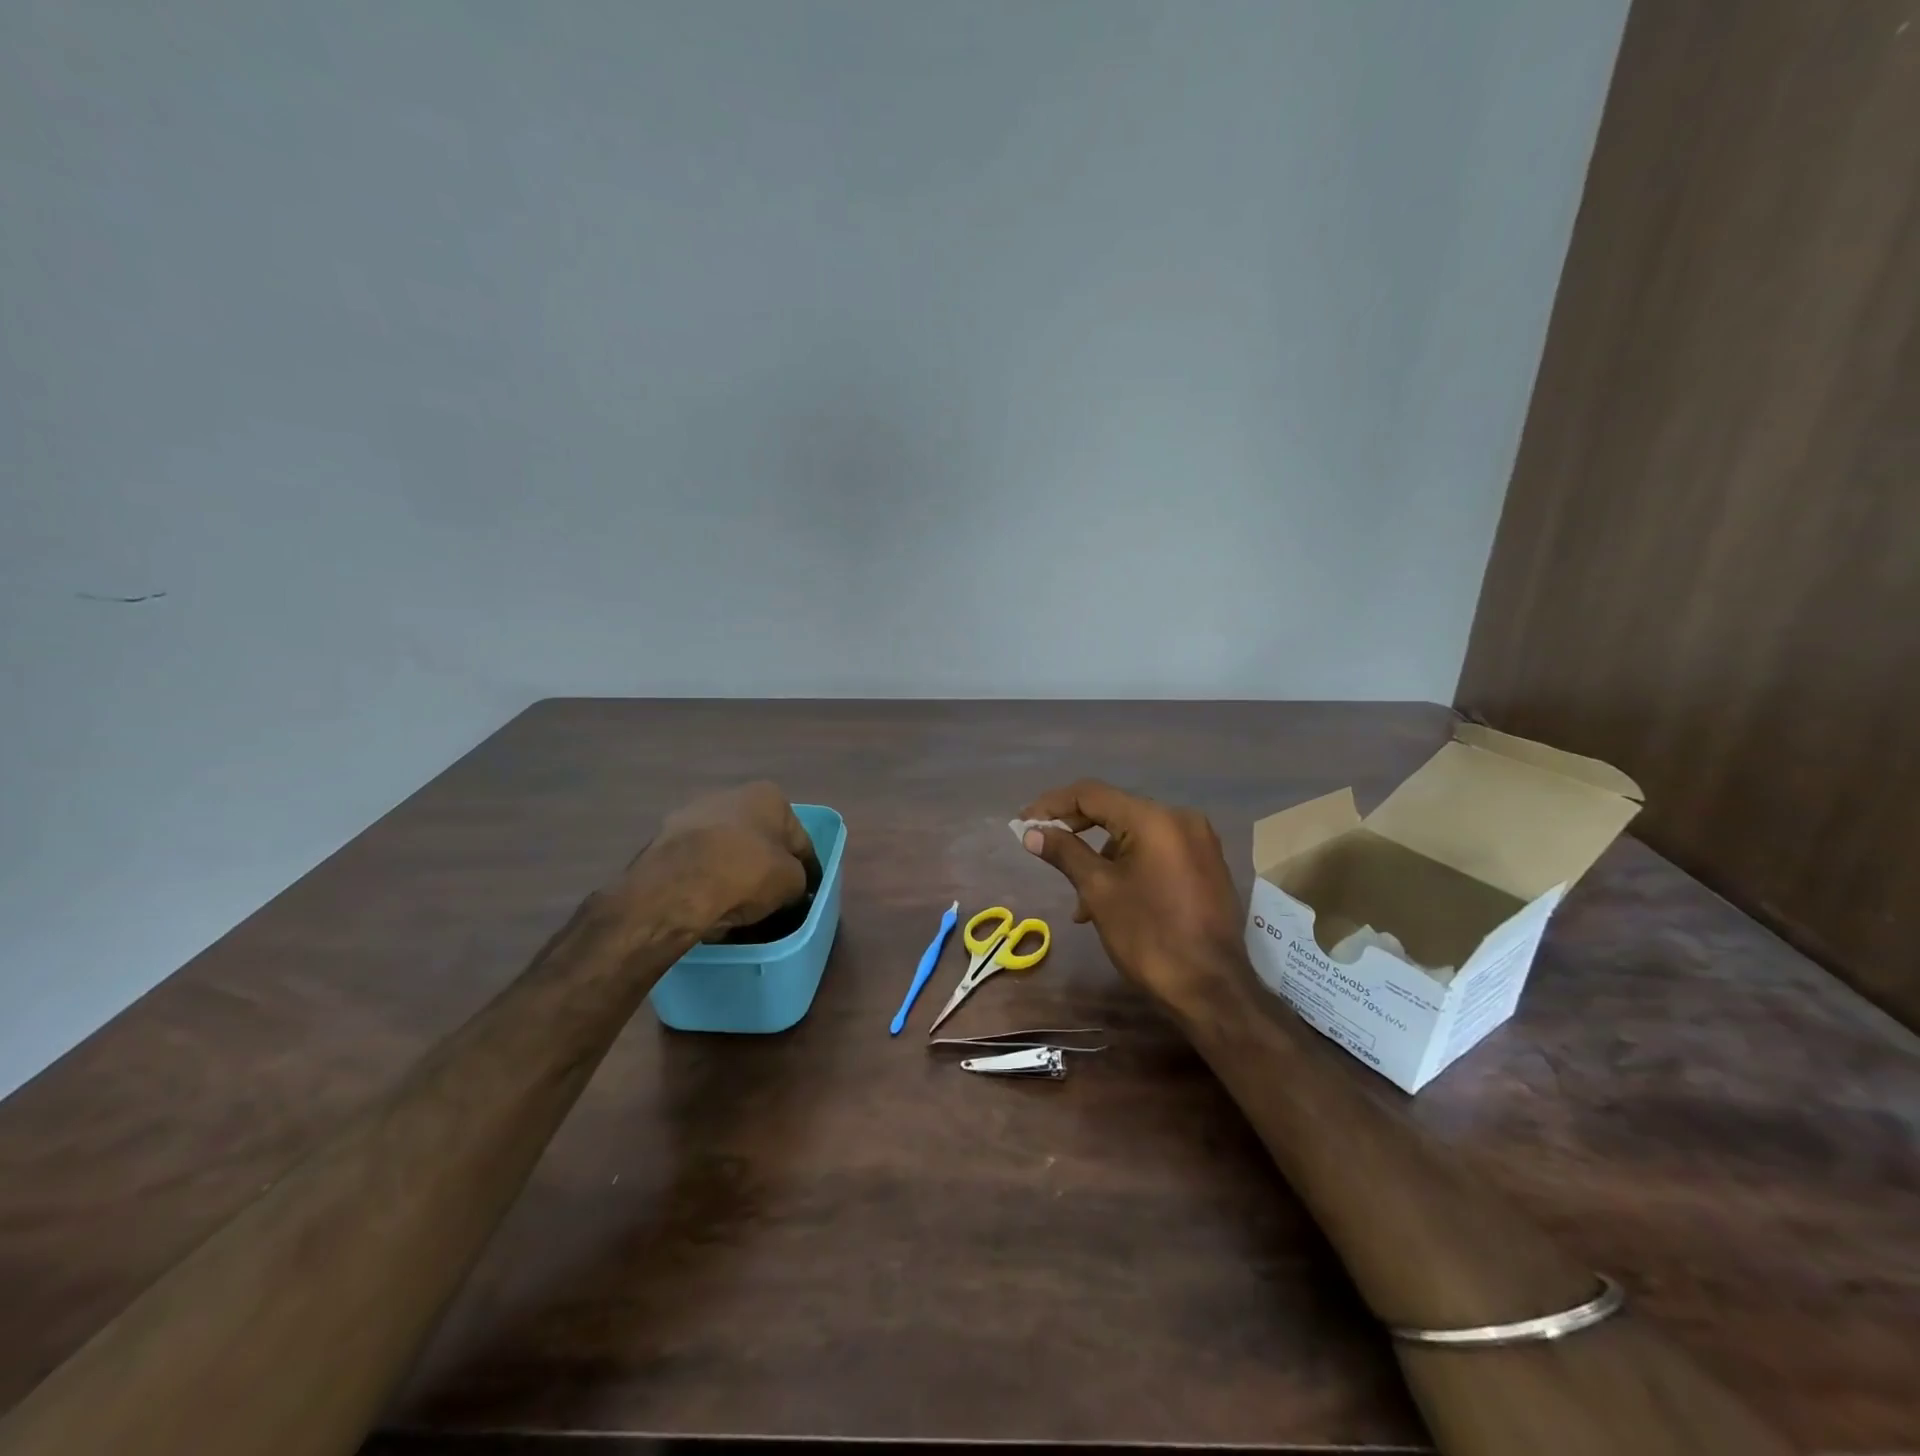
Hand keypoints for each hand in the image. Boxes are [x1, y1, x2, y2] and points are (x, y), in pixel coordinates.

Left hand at [618, 782, 820, 938]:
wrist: (676, 888)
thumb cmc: (747, 872)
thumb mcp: (792, 883)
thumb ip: (799, 880)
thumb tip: (791, 887)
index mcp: (768, 796)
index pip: (798, 839)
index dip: (806, 869)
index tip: (805, 894)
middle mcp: (730, 795)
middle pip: (759, 840)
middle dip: (765, 866)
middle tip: (772, 899)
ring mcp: (693, 815)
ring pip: (726, 851)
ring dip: (734, 872)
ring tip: (739, 907)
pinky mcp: (664, 841)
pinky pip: (698, 865)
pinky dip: (707, 880)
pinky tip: (711, 905)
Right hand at [1016, 780, 1244, 1012]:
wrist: (1212, 989)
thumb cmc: (1149, 936)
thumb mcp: (1099, 891)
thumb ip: (1065, 853)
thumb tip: (1032, 833)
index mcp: (1155, 819)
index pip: (1092, 795)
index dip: (1052, 805)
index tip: (1024, 823)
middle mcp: (1181, 819)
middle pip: (1115, 811)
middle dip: (1076, 830)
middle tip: (1042, 847)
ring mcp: (1198, 842)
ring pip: (1134, 835)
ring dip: (1101, 857)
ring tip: (1080, 901)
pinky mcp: (1205, 865)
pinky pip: (1156, 851)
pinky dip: (1128, 866)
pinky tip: (1112, 900)